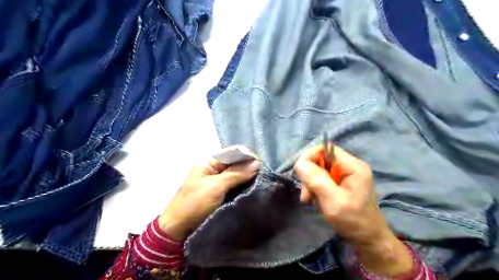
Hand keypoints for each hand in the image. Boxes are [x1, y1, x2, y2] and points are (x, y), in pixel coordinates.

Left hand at [159, 155, 261, 240]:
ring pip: (238, 174)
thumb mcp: (215, 187)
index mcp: (209, 161)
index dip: (247, 157)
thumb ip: (236, 174)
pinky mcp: (222, 192)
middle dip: (250, 167)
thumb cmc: (194, 204)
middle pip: (237, 163)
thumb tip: (257, 163)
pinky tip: (255, 188)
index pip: (233, 152)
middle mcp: (215, 168)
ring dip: (249, 177)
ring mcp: (219, 181)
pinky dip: (245, 186)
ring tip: (263, 181)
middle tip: (265, 175)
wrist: (179, 230)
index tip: (262, 165)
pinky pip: (237, 185)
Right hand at [294, 146, 412, 276]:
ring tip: (309, 200)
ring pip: (318, 170)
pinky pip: (320, 179)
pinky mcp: (340, 183)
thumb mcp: (333, 202)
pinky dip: (314, 188)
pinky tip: (315, 200)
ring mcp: (344, 174)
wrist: (367, 240)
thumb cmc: (353, 221)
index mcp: (353, 166)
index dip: (309, 157)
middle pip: (320, 159)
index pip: (325, 148)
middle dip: (309, 175)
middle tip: (306, 195)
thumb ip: (317, 180)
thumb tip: (299, 163)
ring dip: (310, 184)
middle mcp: (349, 166)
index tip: (301, 174)